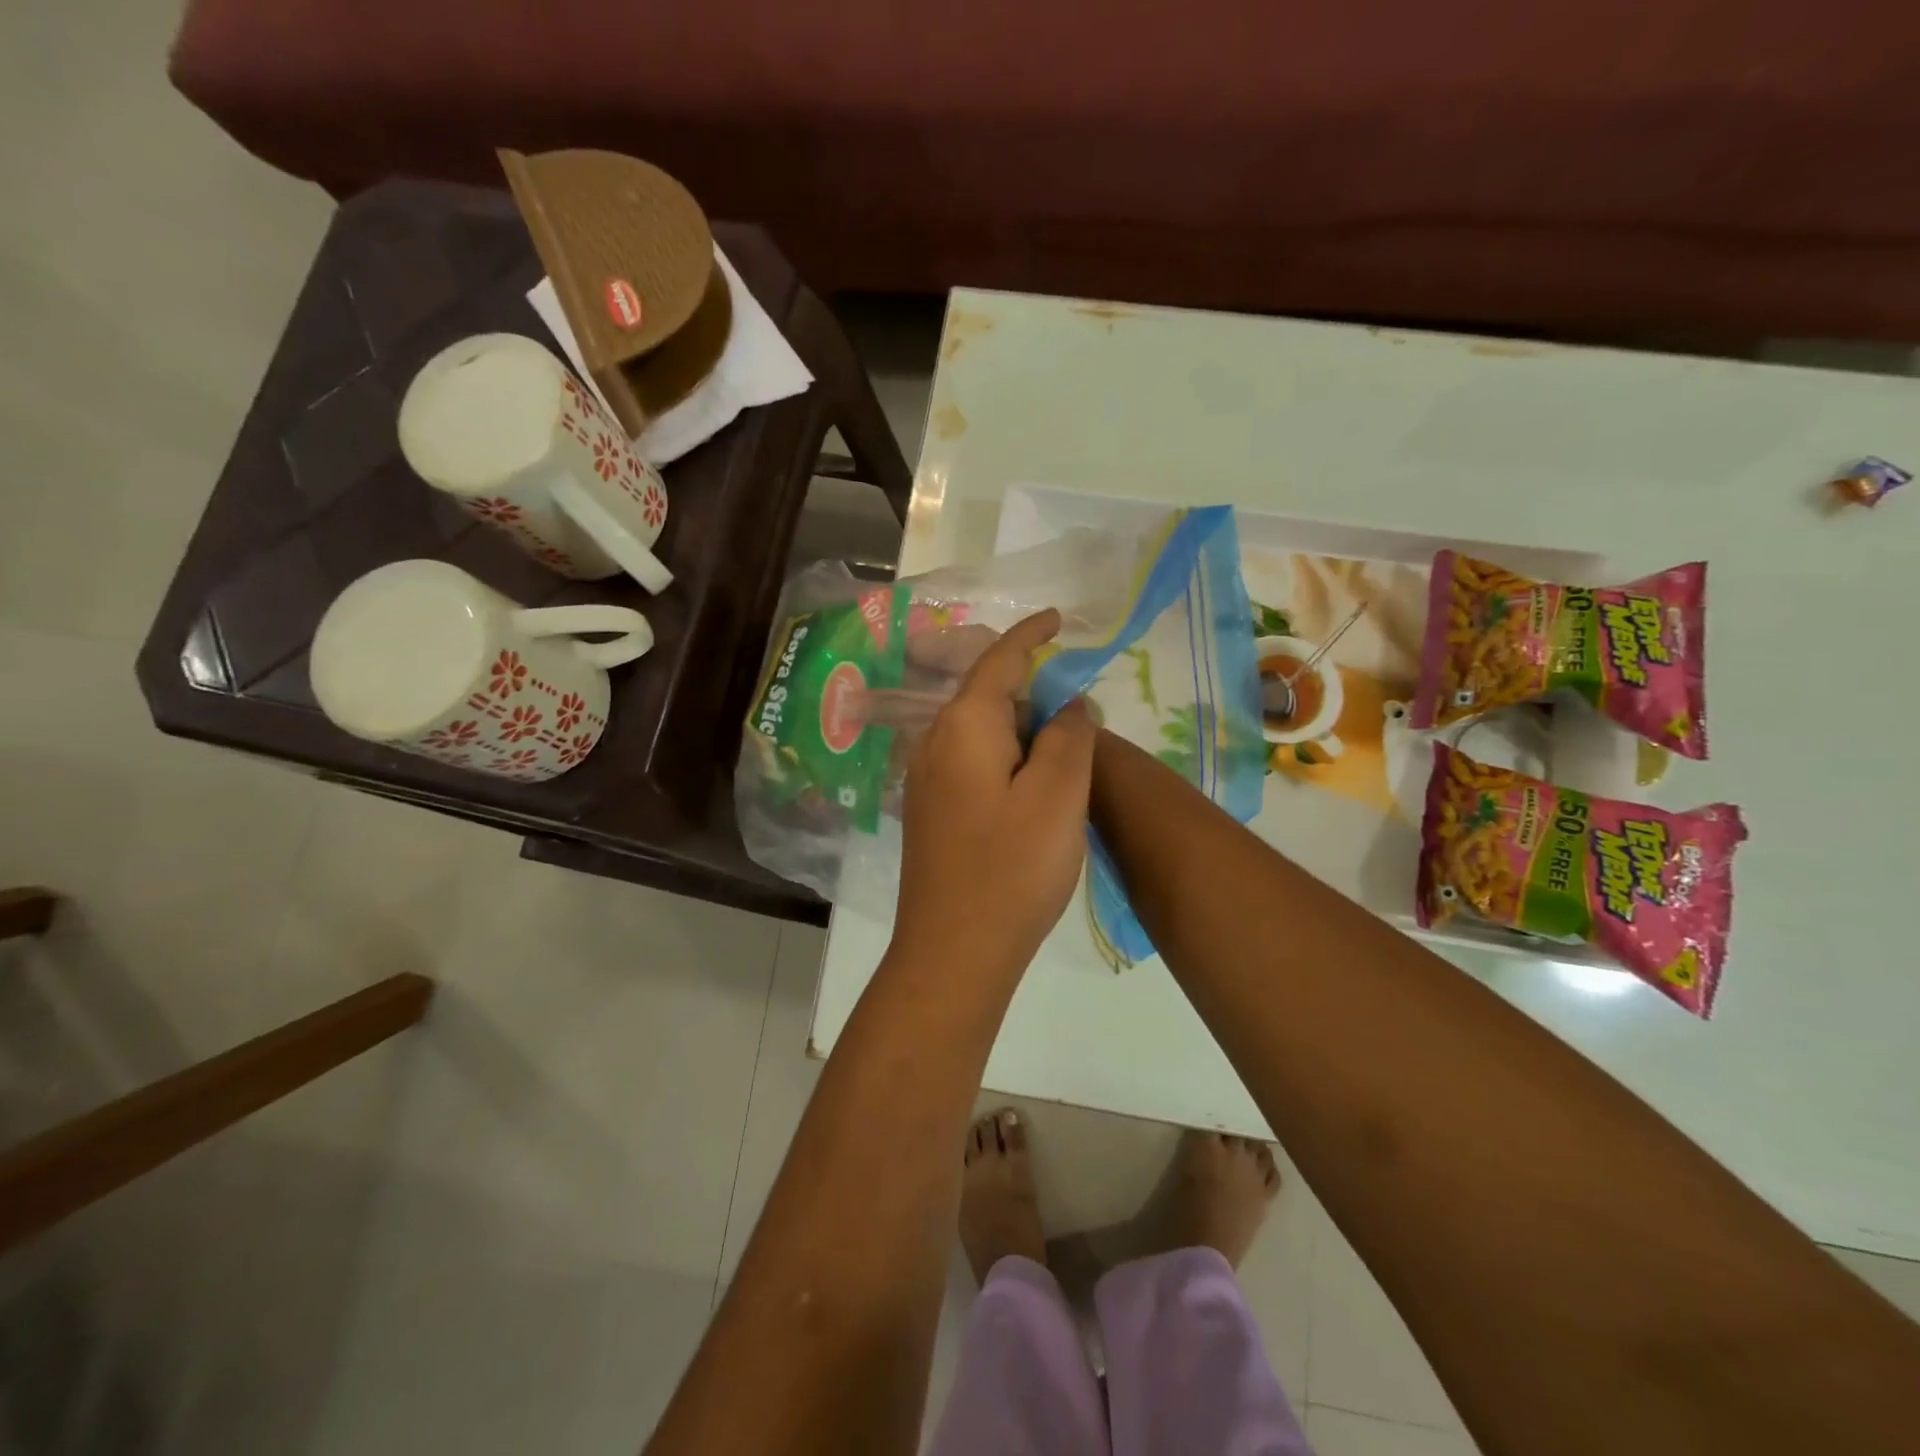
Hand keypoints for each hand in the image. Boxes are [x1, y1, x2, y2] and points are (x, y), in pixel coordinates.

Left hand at [894, 609, 1097, 975]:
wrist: (953, 951)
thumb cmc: (1012, 869)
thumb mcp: (1058, 796)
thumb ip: (1068, 736)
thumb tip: (1069, 702)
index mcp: (963, 726)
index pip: (999, 661)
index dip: (1030, 634)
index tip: (1058, 617)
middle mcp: (935, 742)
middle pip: (987, 693)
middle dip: (1032, 686)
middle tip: (1079, 699)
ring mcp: (927, 779)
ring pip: (980, 730)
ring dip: (1021, 726)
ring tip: (1063, 741)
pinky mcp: (931, 811)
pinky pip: (973, 761)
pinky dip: (1006, 755)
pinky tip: (1031, 781)